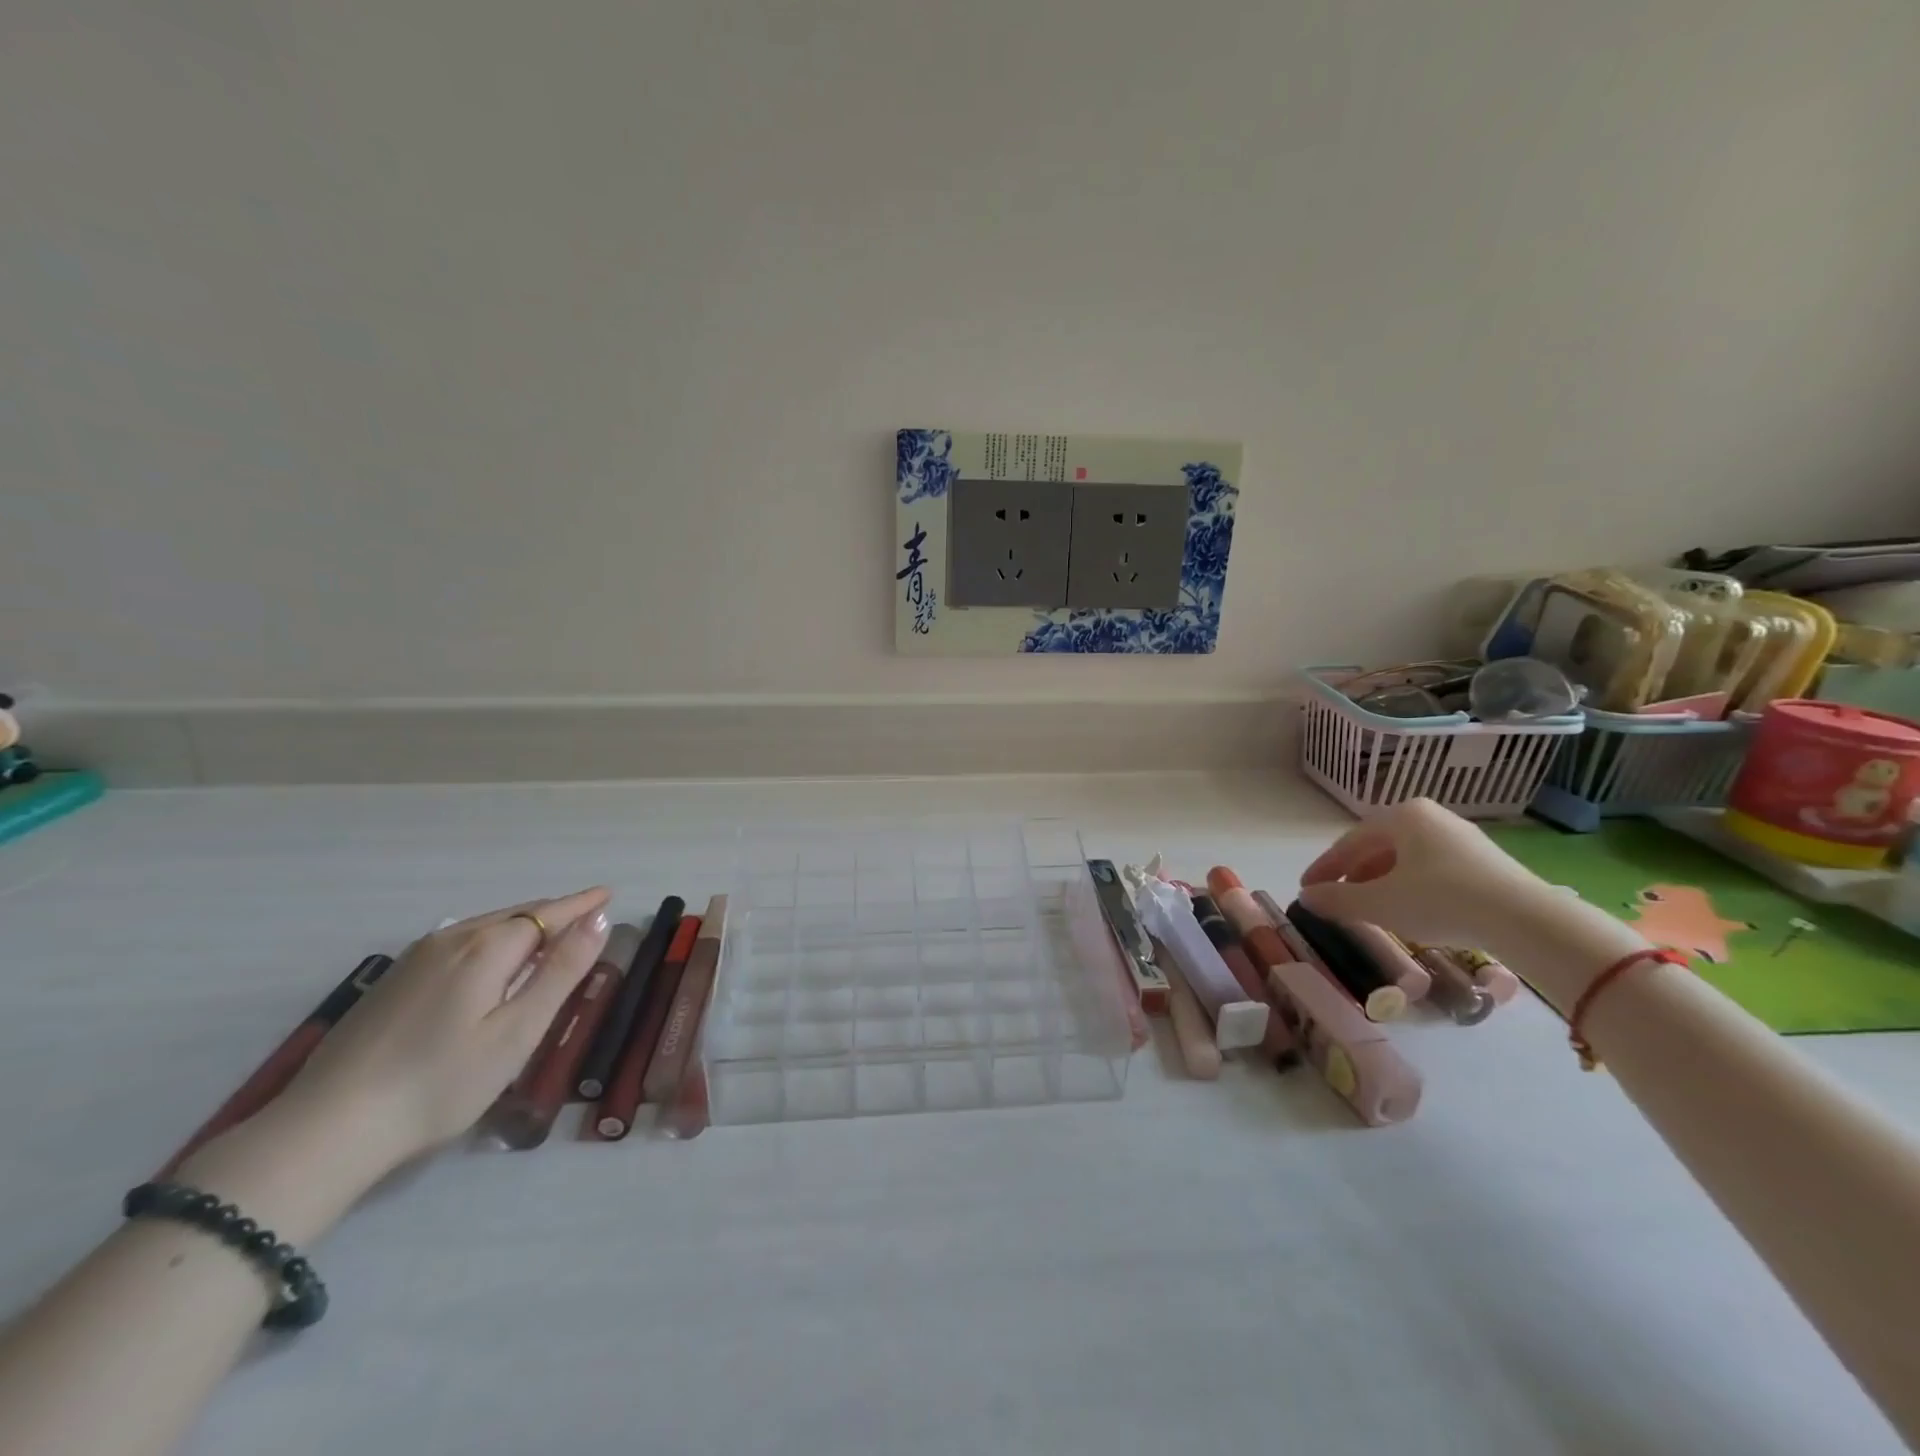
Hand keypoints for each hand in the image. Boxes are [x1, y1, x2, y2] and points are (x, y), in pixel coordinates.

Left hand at [280, 887, 611, 1176]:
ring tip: (548, 937)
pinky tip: (491, 965)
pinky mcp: (392, 982)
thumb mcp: (518, 1030)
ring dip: (522, 927)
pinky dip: (491, 941)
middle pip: (516, 915)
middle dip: (555, 913)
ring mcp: (415, 959)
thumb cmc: (442, 1082)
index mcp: (487, 947)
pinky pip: (459, 943)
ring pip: (484, 928)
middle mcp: (451, 939)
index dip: (581, 905)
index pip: (548, 913)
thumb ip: (562, 970)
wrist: (327, 1129)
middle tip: (587, 916)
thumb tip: (599, 920)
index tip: (608, 894)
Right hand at [1297, 798, 1548, 948]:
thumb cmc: (1441, 900)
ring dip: (1382, 883)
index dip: (1325, 868)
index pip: (1349, 843)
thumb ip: (1337, 899)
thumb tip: (1306, 898)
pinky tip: (1410, 911)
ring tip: (1370, 909)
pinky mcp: (1484, 862)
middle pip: (1378, 848)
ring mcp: (1461, 838)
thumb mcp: (1379, 904)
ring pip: (1406, 860)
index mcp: (1401, 816)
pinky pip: (1432, 870)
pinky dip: (1411, 888)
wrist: (1526, 920)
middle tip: (1337, 899)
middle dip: (1354, 875)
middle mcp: (1430, 817)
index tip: (1306, 889)